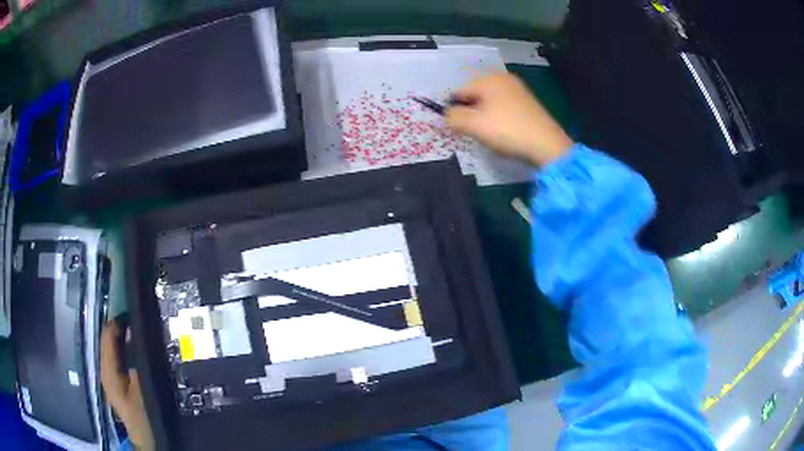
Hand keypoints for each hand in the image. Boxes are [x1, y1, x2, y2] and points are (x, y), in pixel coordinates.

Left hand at [100, 320, 153, 450]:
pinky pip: (118, 359)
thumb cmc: (144, 414)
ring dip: (124, 340)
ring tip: (141, 333)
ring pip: (113, 349)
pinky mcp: (116, 384)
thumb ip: (136, 358)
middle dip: (122, 329)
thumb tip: (133, 331)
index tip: (136, 311)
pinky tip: (137, 352)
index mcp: (107, 368)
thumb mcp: (142, 387)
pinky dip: (126, 352)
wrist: (147, 439)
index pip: (107, 333)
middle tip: (141, 321)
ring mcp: (109, 377)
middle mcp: (104, 369)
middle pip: (109, 340)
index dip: (119, 320)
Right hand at [447, 72, 573, 166]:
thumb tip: (446, 116)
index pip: (459, 91)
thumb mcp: (474, 125)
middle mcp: (503, 78)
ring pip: (489, 102)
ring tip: (489, 134)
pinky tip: (504, 132)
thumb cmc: (507, 131)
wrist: (547, 145)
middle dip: (470, 112)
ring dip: (484, 117)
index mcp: (488, 79)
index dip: (453, 109)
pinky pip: (504, 107)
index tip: (456, 128)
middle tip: (474, 132)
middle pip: (475, 95)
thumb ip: (453, 118)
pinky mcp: (528, 103)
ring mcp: (518, 90)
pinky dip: (499, 118)